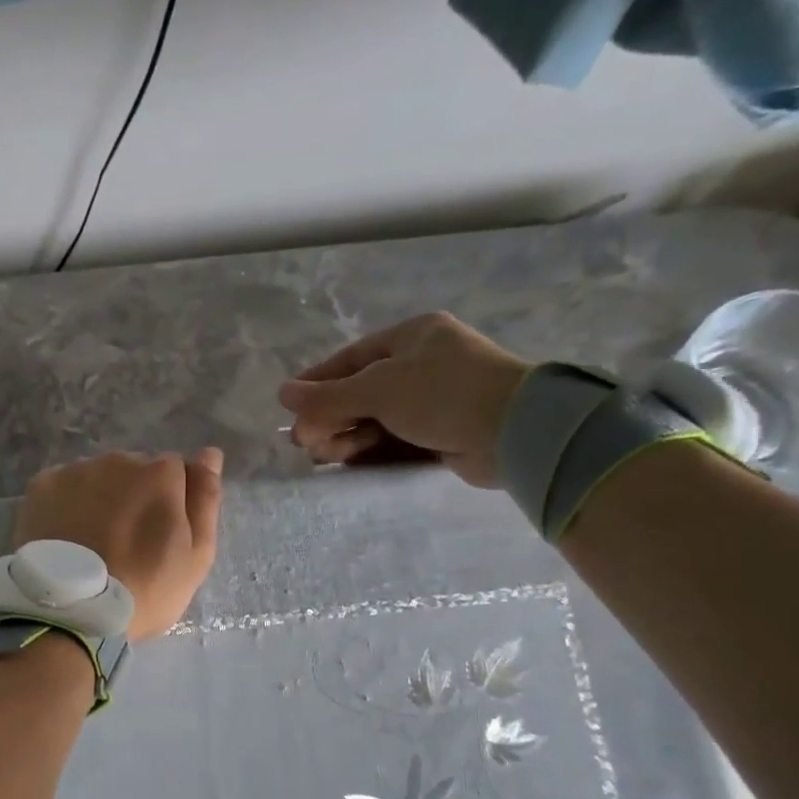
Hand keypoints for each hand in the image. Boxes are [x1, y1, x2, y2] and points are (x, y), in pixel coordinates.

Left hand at [15, 449, 223, 639]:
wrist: (73, 613)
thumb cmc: (146, 589)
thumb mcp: (196, 555)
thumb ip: (205, 499)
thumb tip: (209, 454)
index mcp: (161, 473)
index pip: (175, 472)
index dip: (171, 503)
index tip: (160, 537)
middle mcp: (118, 459)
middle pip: (134, 471)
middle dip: (134, 497)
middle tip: (125, 543)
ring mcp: (76, 470)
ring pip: (98, 477)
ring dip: (100, 499)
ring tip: (92, 543)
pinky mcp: (41, 485)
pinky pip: (64, 487)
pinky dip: (67, 504)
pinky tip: (66, 536)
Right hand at [278, 314, 530, 488]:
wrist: (516, 431)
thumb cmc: (443, 394)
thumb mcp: (377, 389)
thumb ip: (328, 395)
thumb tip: (282, 393)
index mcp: (412, 337)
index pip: (352, 358)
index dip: (318, 382)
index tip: (290, 406)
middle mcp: (424, 363)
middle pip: (362, 390)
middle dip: (330, 416)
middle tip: (303, 441)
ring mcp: (437, 399)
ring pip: (377, 417)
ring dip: (346, 435)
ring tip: (320, 455)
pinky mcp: (445, 431)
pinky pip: (395, 437)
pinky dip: (370, 448)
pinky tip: (346, 461)